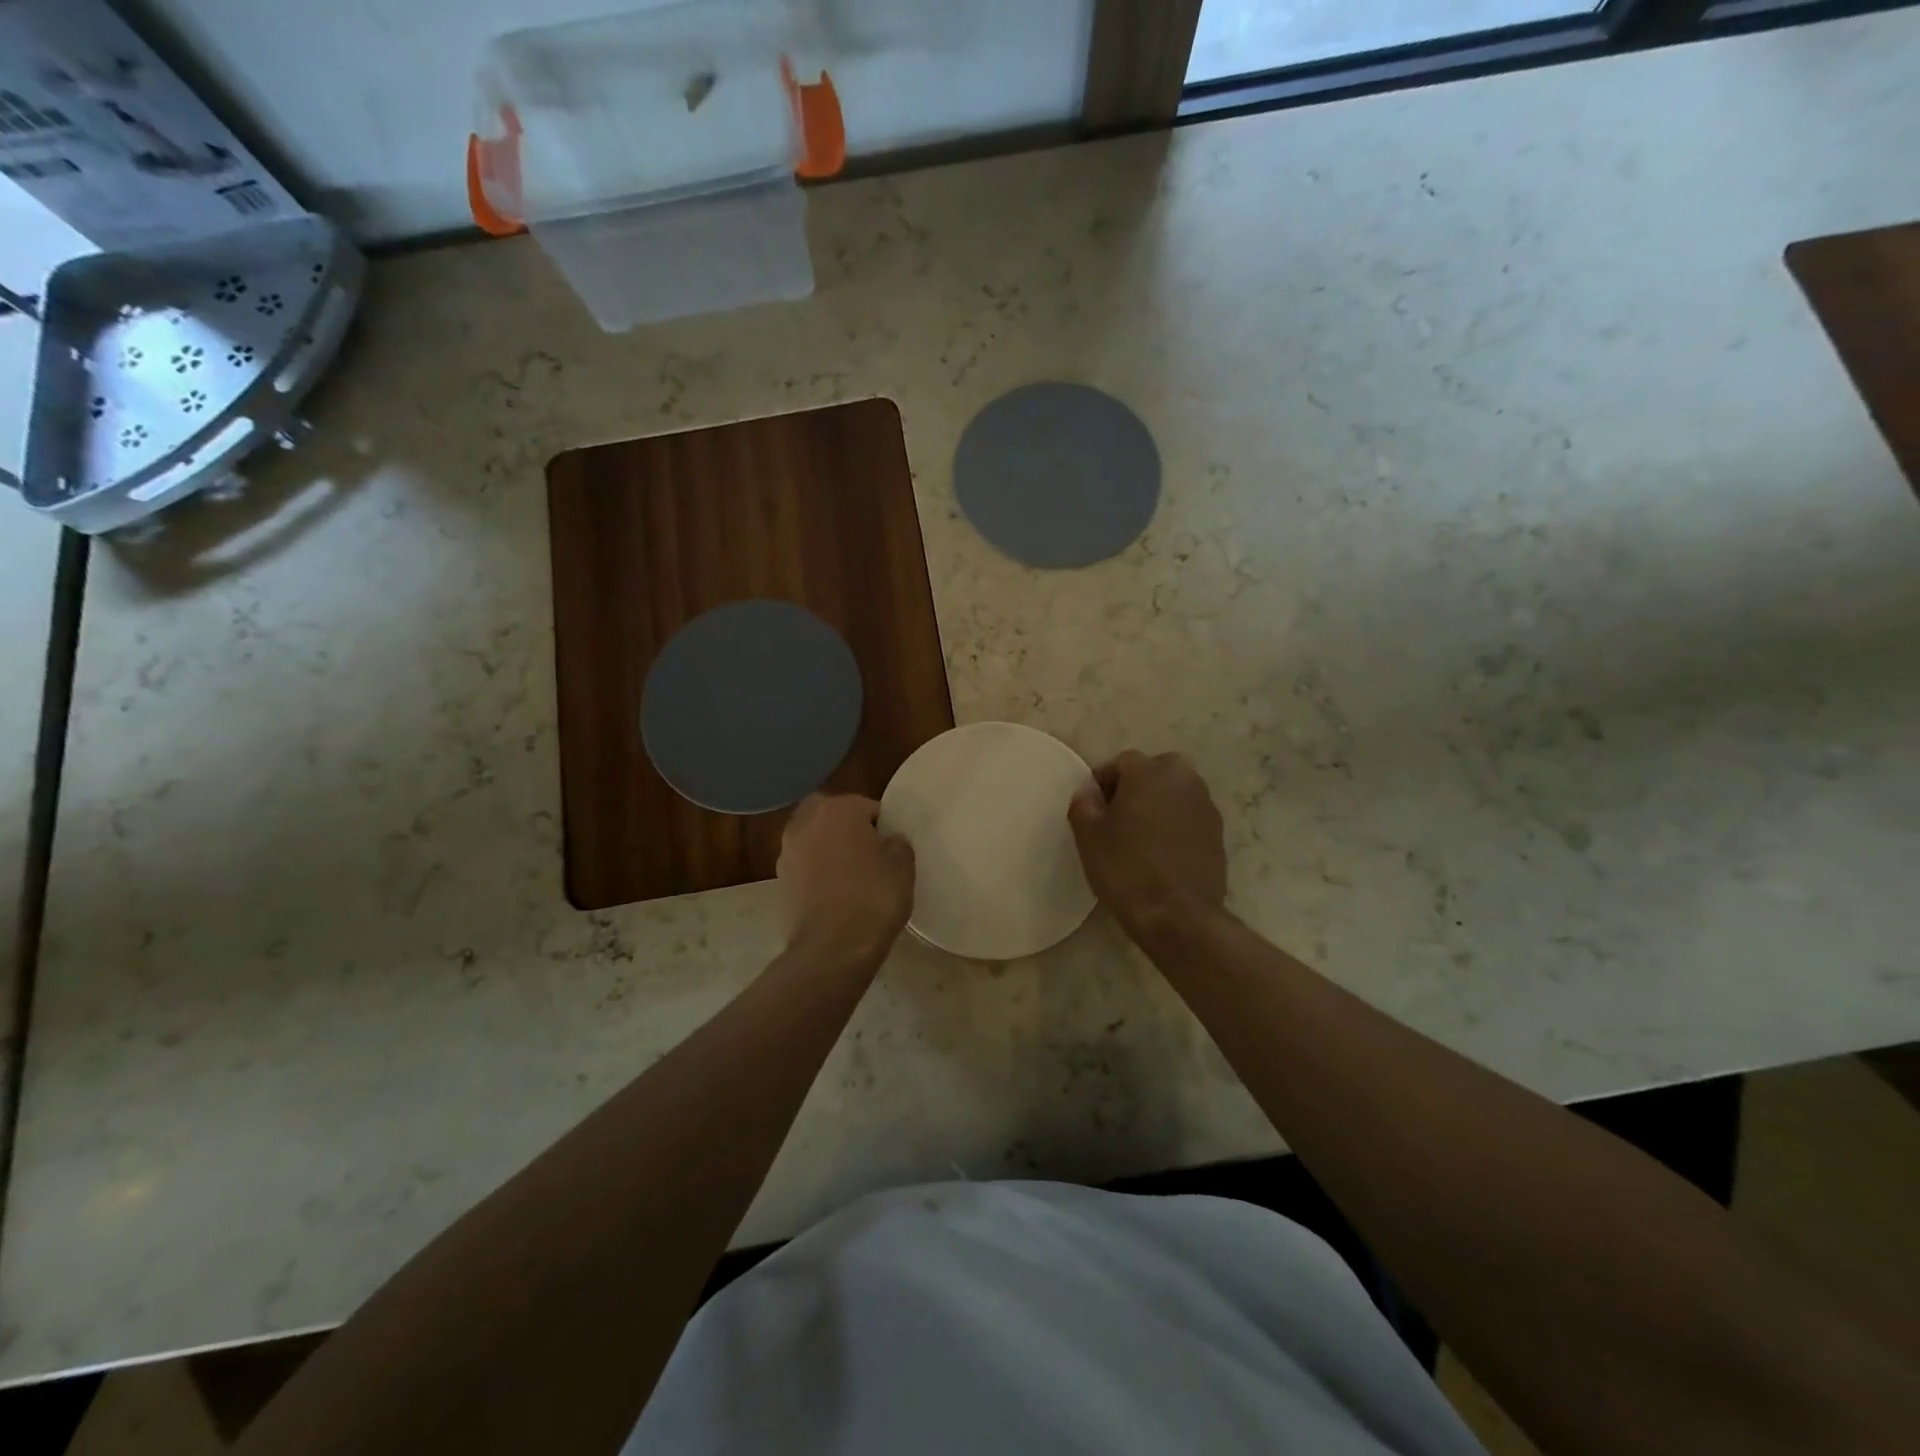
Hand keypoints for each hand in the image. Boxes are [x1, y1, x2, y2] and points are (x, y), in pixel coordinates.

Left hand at [778, 794, 915, 960]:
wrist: (831, 950)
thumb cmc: (872, 900)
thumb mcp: (903, 868)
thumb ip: (897, 844)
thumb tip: (889, 840)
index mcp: (838, 809)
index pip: (868, 807)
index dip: (883, 827)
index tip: (892, 848)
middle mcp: (806, 822)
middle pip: (832, 816)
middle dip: (847, 828)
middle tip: (868, 853)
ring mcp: (787, 851)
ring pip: (813, 839)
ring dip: (828, 849)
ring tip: (850, 876)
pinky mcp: (779, 881)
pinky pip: (804, 866)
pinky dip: (816, 873)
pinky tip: (834, 894)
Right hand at [1067, 751, 1226, 928]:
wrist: (1178, 915)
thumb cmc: (1126, 869)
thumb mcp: (1089, 837)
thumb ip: (1084, 805)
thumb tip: (1088, 791)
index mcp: (1149, 773)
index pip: (1123, 761)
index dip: (1104, 780)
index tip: (1092, 804)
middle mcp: (1183, 780)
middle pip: (1158, 768)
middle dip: (1139, 784)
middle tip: (1119, 812)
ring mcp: (1205, 807)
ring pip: (1178, 791)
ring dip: (1160, 802)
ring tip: (1141, 832)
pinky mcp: (1218, 834)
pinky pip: (1191, 816)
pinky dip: (1177, 823)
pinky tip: (1162, 850)